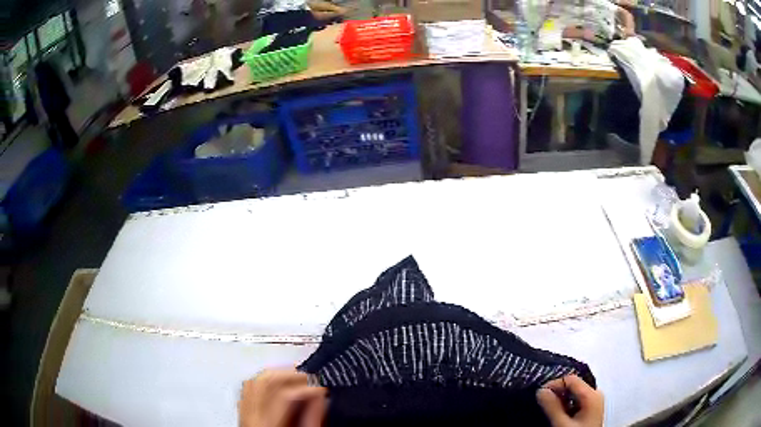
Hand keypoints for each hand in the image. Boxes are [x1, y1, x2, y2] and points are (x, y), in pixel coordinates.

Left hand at [239, 369, 327, 426]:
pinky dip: (265, 380)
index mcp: (267, 425)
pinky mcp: (243, 411)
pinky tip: (279, 383)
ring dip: (278, 374)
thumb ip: (312, 419)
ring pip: (256, 380)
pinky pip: (249, 387)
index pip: (285, 395)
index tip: (323, 388)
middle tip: (312, 379)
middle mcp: (251, 416)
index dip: (308, 387)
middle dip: (292, 375)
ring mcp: (244, 412)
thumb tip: (319, 396)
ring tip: (298, 378)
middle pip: (266, 382)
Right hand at [536, 375, 603, 426]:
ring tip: (550, 410)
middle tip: (543, 403)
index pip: (571, 379)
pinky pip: (577, 401)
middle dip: (557, 393)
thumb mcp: (562, 424)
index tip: (540, 394)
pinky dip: (566, 405)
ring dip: (560, 400)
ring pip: (574, 394)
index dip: (554, 384)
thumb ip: (552, 407)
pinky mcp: (591, 409)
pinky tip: (560, 415)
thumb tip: (541, 391)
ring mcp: (595, 402)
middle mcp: (596, 394)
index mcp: (592, 394)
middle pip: (573, 385)